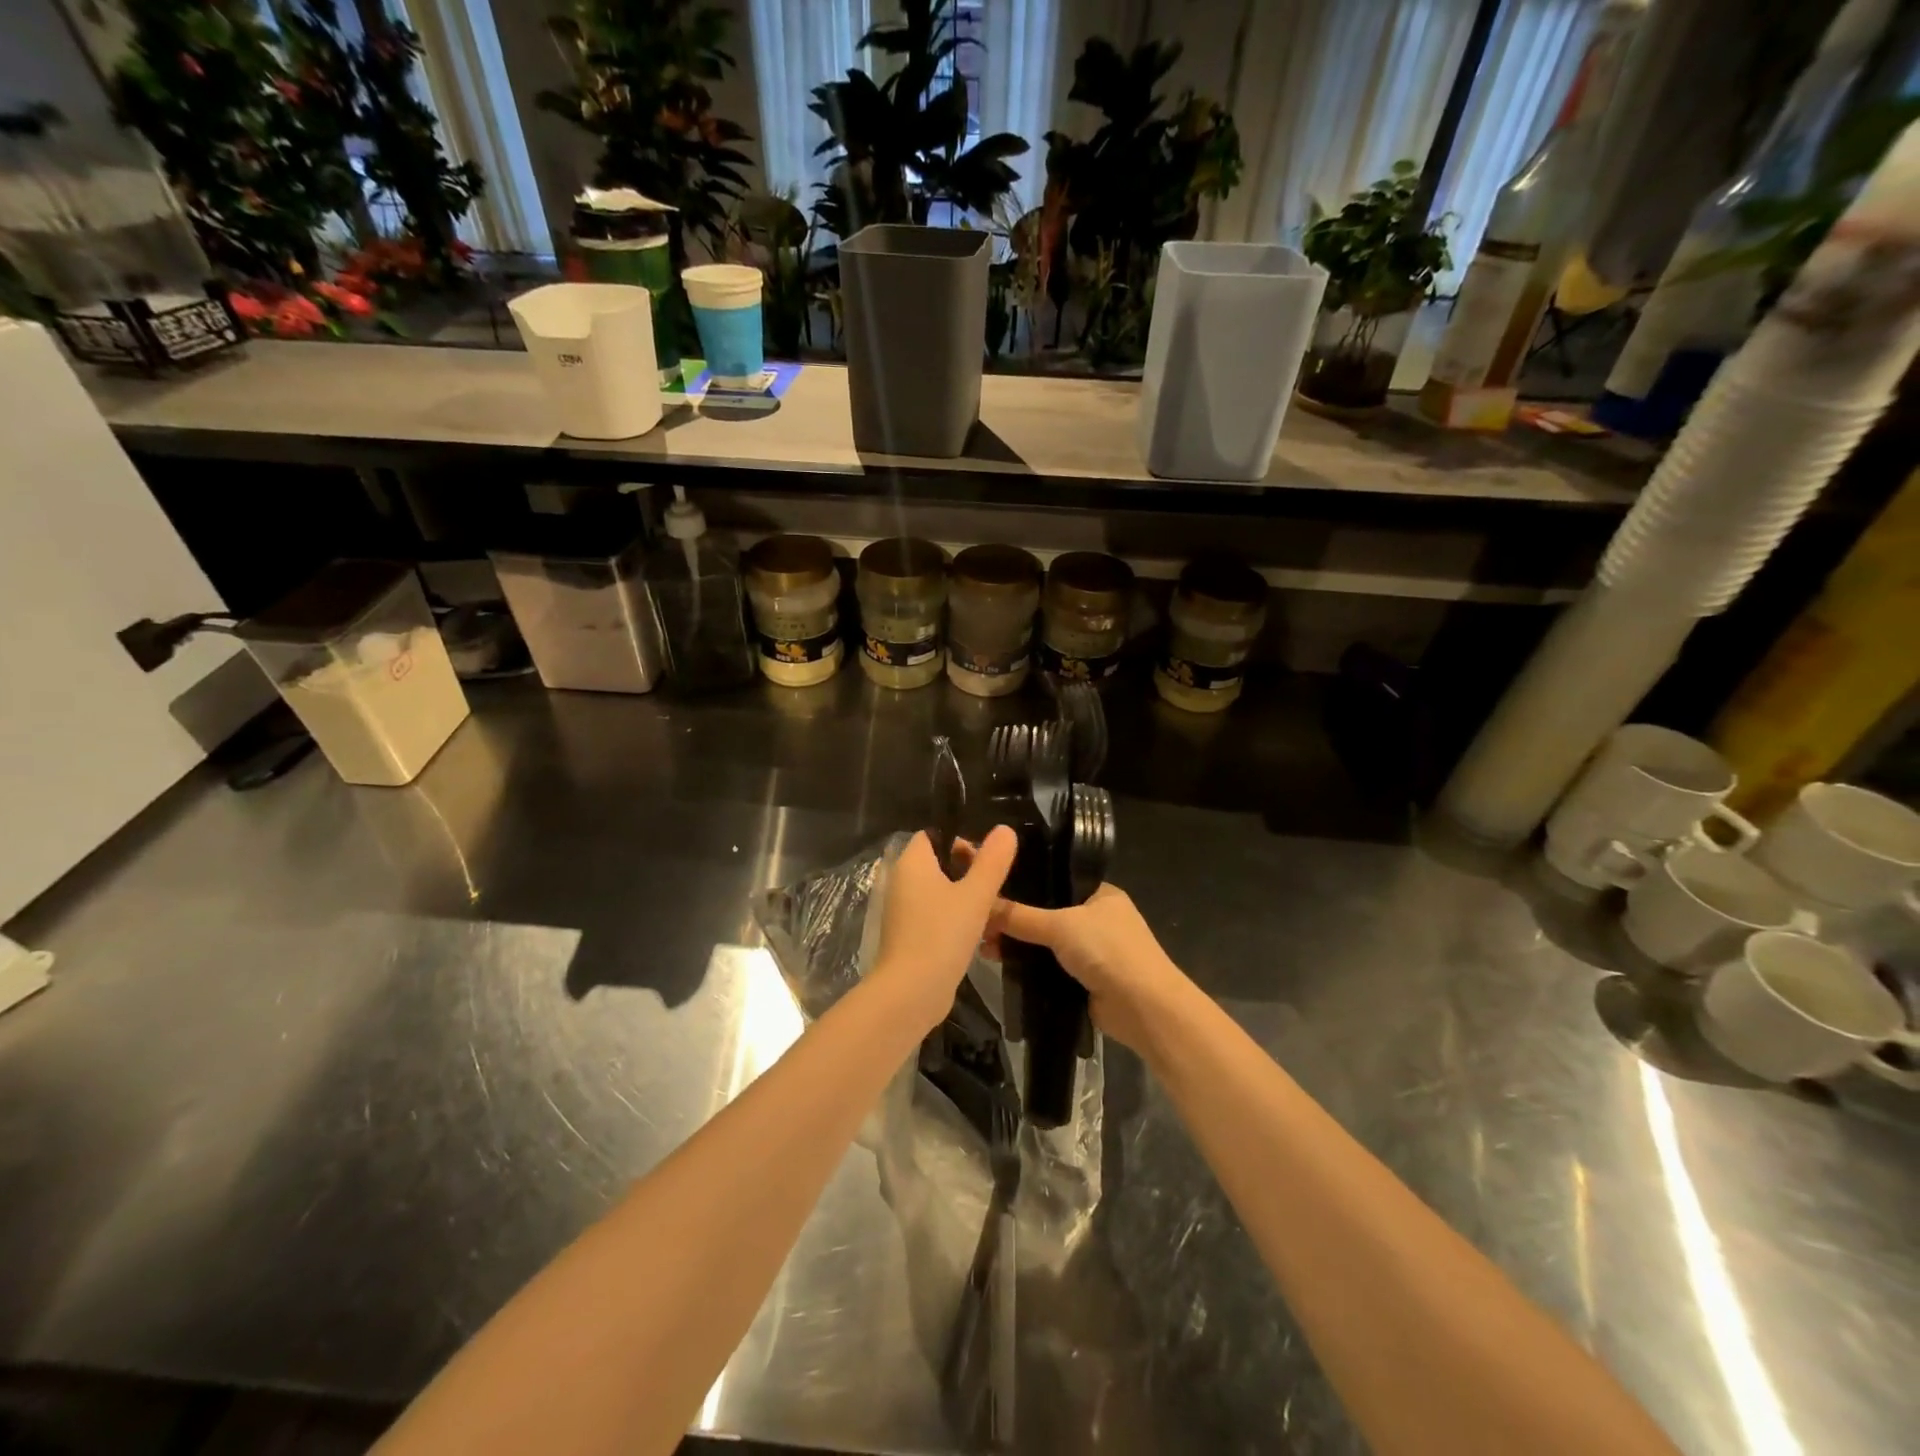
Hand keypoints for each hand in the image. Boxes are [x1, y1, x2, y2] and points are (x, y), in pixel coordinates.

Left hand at [873, 827, 1018, 1032]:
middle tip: (994, 888)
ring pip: (940, 892)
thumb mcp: (975, 894)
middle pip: (939, 863)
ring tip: (992, 912)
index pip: (933, 835)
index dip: (960, 839)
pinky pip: (935, 915)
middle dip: (969, 872)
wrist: (911, 993)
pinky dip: (955, 919)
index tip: (985, 859)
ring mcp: (903, 911)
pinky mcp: (909, 936)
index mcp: (912, 863)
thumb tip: (1005, 829)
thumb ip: (992, 860)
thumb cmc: (942, 935)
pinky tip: (978, 935)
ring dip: (966, 898)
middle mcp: (902, 882)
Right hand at [991, 884, 1193, 1056]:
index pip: (1054, 880)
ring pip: (1043, 942)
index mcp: (1099, 894)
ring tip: (983, 944)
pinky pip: (1046, 966)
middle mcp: (1095, 918)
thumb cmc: (1109, 951)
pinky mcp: (1082, 979)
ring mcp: (1090, 951)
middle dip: (1013, 918)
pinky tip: (999, 963)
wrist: (1144, 1008)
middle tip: (979, 920)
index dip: (1023, 882)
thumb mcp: (1061, 925)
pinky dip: (1026, 965)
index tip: (991, 884)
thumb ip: (1020, 916)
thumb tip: (981, 904)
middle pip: (1044, 912)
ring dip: (1016, 943)